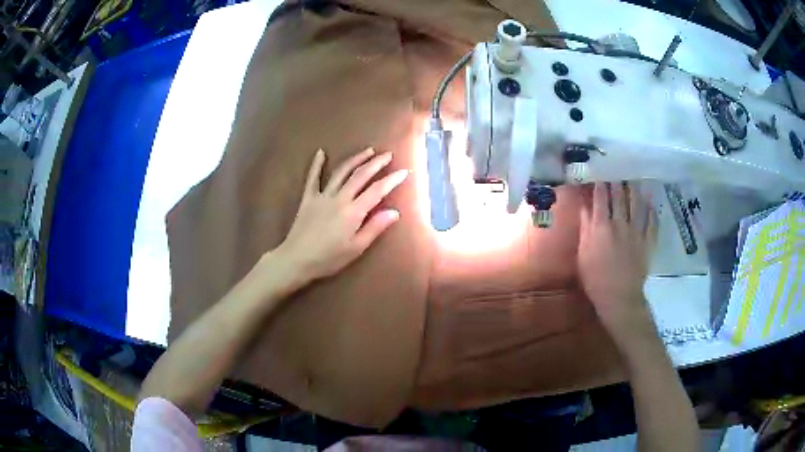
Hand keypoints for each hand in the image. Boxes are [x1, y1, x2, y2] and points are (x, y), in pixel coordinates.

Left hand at [273, 147, 407, 287]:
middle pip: (360, 175)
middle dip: (376, 163)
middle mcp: (339, 198)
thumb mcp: (356, 248)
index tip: (404, 171)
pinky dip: (316, 164)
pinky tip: (321, 152)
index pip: (377, 191)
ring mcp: (322, 196)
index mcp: (353, 212)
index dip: (391, 180)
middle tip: (388, 155)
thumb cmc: (328, 258)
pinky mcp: (308, 198)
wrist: (296, 259)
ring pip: (341, 172)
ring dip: (355, 159)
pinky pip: (312, 178)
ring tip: (368, 151)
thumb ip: (374, 228)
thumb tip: (394, 212)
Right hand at [578, 182, 656, 327]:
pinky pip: (652, 221)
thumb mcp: (584, 253)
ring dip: (635, 188)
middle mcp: (620, 223)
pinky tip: (650, 202)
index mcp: (602, 226)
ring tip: (634, 177)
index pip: (601, 197)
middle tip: (617, 167)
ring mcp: (637, 231)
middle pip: (620, 196)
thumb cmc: (595, 278)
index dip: (600, 181)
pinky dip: (651, 209)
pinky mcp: (648, 241)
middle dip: (618, 180)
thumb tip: (585, 205)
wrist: (619, 297)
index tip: (599, 169)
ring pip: (637, 203)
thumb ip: (586, 227)